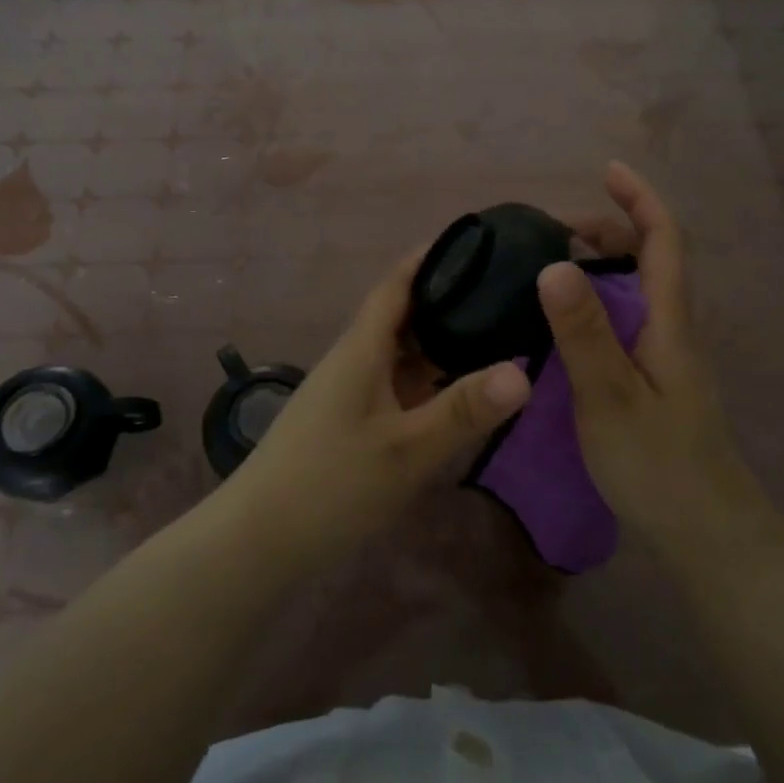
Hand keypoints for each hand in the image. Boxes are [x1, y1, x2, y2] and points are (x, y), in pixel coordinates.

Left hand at [232, 252, 531, 565]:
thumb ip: (463, 410)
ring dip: (442, 344)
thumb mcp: (405, 450)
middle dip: (450, 301)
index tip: (476, 241)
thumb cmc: (329, 485)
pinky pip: (397, 385)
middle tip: (507, 294)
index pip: (397, 284)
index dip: (431, 257)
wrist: (258, 540)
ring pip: (402, 354)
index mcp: (362, 349)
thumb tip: (525, 371)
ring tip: (497, 336)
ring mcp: (351, 393)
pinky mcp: (351, 422)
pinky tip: (460, 394)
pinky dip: (429, 381)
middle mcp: (355, 360)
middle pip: (405, 316)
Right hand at [542, 163, 771, 555]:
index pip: (664, 240)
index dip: (640, 199)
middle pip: (651, 258)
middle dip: (611, 228)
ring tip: (550, 267)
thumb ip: (583, 333)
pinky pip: (625, 320)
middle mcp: (672, 330)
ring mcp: (665, 357)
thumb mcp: (610, 396)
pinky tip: (563, 324)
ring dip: (601, 264)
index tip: (607, 170)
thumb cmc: (658, 464)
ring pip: (637, 291)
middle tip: (554, 232)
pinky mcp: (653, 382)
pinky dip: (596, 301)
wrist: (705, 532)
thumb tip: (553, 264)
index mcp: (669, 322)